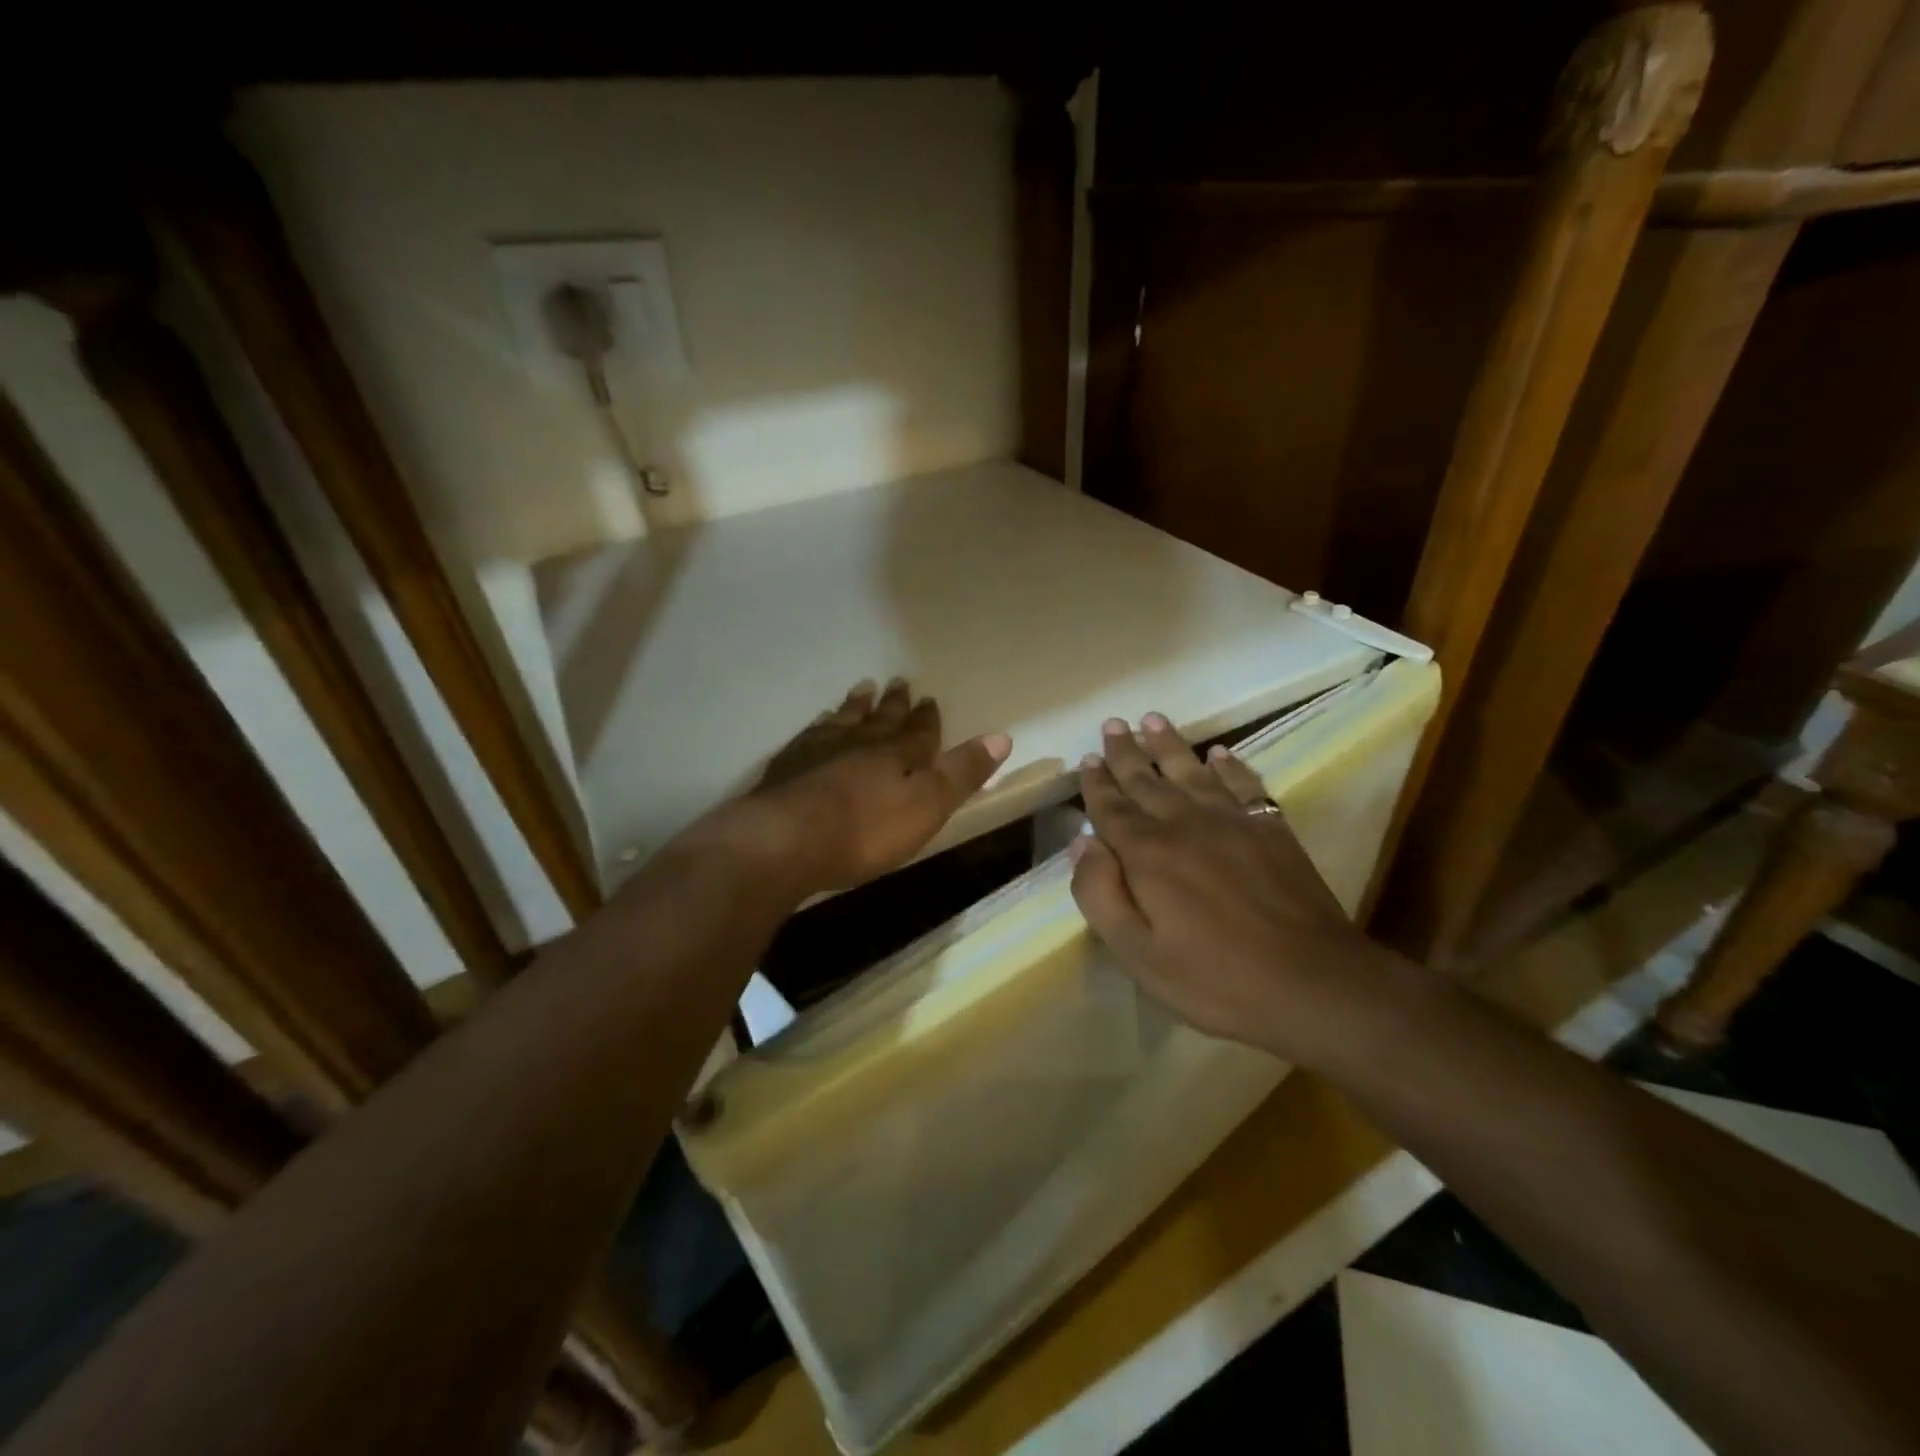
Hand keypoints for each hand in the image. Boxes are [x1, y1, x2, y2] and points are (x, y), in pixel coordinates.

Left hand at [693, 679, 1011, 895]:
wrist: (786, 839)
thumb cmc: (866, 830)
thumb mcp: (927, 805)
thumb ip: (962, 772)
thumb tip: (1002, 736)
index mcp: (898, 754)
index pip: (919, 731)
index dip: (926, 718)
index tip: (929, 699)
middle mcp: (860, 743)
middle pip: (881, 720)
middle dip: (893, 705)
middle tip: (898, 682)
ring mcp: (819, 751)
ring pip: (844, 721)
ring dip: (856, 707)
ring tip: (862, 689)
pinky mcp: (787, 767)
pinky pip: (810, 736)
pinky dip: (819, 727)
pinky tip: (817, 726)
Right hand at [1069, 712, 1395, 1064]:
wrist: (1313, 983)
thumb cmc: (1215, 978)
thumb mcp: (1138, 953)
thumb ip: (1100, 895)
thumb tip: (1082, 844)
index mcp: (1148, 854)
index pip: (1112, 808)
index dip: (1097, 784)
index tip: (1087, 759)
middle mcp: (1185, 824)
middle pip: (1147, 780)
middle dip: (1125, 752)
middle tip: (1112, 724)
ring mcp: (1233, 822)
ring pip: (1192, 771)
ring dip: (1169, 744)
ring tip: (1152, 719)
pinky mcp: (1271, 830)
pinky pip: (1243, 783)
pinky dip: (1229, 765)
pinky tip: (1220, 752)